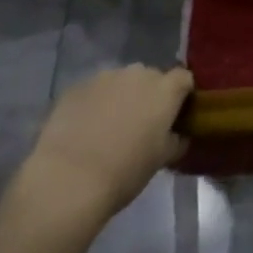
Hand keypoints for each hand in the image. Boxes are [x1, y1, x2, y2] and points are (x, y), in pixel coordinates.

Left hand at [23, 65, 193, 223]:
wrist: (68, 179)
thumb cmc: (124, 172)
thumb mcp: (161, 160)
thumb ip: (176, 141)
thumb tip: (179, 135)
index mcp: (164, 90)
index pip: (184, 79)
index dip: (183, 95)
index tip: (177, 116)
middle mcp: (137, 73)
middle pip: (151, 77)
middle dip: (150, 96)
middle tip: (142, 125)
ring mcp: (105, 76)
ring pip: (121, 82)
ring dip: (122, 97)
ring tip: (110, 127)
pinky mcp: (77, 86)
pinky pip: (95, 90)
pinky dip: (96, 103)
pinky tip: (86, 129)